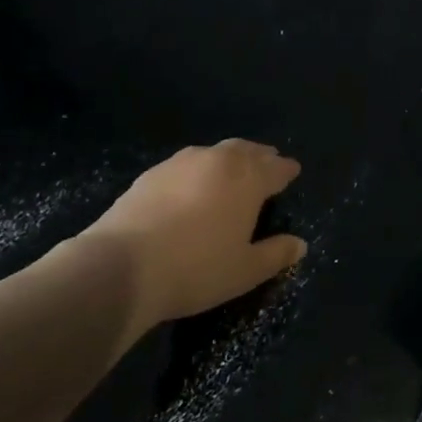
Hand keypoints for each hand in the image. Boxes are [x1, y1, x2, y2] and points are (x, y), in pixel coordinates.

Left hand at [76, 139, 305, 337]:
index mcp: (248, 179)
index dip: (287, 170)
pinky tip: (193, 185)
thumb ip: (276, 254)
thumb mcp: (246, 270)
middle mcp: (217, 162)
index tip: (293, 171)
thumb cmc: (197, 269)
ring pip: (214, 152)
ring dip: (229, 158)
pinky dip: (199, 169)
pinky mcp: (150, 174)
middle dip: (260, 156)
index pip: (276, 168)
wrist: (121, 267)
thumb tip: (300, 244)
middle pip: (246, 151)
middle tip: (268, 162)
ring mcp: (180, 164)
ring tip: (232, 171)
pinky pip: (186, 164)